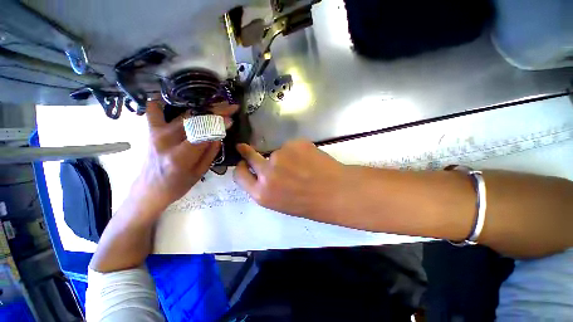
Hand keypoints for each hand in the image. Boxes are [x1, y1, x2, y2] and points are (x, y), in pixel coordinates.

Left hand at [131, 100, 220, 213]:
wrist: (149, 189)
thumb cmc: (177, 185)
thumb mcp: (200, 172)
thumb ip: (210, 152)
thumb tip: (219, 134)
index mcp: (180, 157)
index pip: (203, 134)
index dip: (218, 125)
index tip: (231, 120)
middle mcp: (166, 141)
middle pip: (195, 119)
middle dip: (215, 111)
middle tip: (230, 107)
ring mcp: (156, 133)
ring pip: (183, 113)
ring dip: (202, 107)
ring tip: (217, 104)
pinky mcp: (150, 130)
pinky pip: (154, 110)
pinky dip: (163, 101)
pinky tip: (176, 99)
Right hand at [233, 140, 347, 219]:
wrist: (336, 192)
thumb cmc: (310, 203)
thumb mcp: (281, 202)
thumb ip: (267, 187)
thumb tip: (261, 172)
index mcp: (262, 193)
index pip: (239, 175)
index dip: (241, 167)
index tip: (242, 162)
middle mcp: (267, 173)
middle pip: (250, 156)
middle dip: (248, 152)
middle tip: (248, 148)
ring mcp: (280, 156)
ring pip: (277, 151)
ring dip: (285, 156)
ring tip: (302, 165)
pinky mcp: (294, 144)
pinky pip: (291, 146)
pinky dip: (298, 151)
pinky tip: (310, 159)